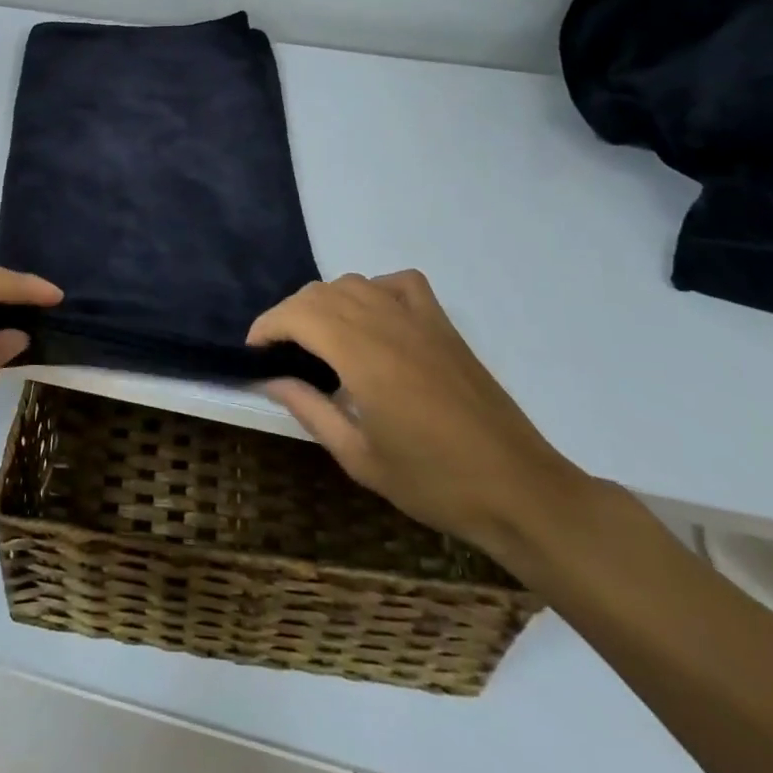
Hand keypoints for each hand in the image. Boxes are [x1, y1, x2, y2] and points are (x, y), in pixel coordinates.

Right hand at [248, 271, 587, 554]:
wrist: (518, 488)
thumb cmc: (433, 482)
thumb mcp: (359, 457)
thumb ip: (310, 409)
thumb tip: (272, 378)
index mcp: (362, 354)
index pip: (297, 314)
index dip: (267, 326)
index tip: (254, 352)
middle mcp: (386, 322)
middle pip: (320, 294)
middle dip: (289, 315)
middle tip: (279, 353)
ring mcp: (419, 318)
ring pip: (354, 283)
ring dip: (324, 302)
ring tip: (317, 338)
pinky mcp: (443, 324)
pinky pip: (398, 283)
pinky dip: (374, 289)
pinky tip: (371, 318)